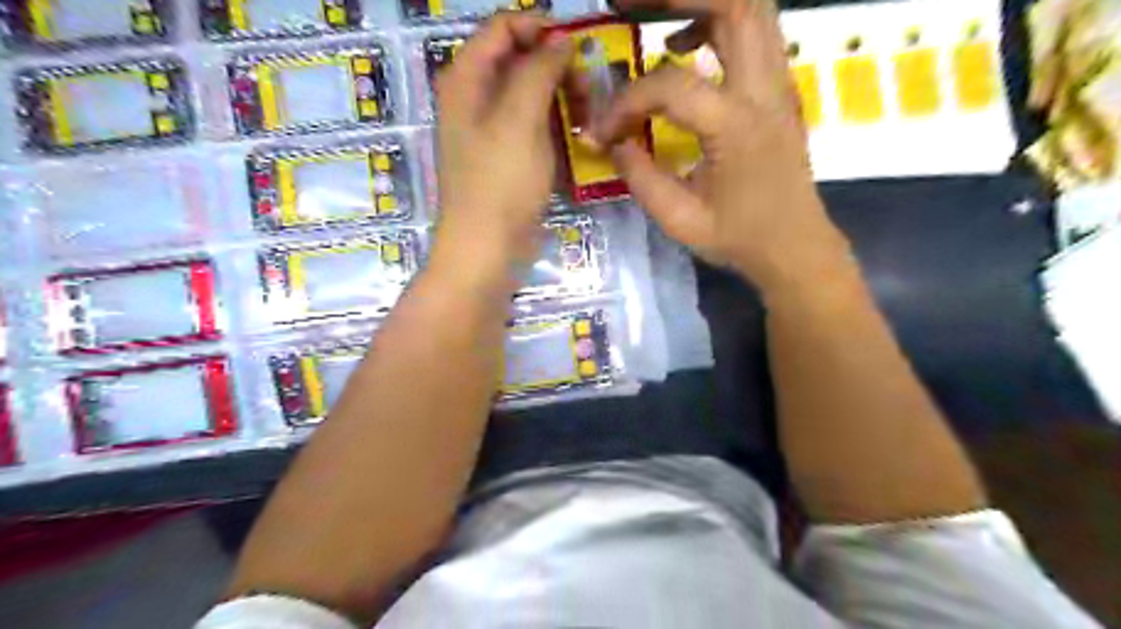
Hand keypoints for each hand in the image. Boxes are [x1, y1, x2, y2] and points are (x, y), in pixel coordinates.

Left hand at [429, 12, 570, 282]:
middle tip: (588, 90)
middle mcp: (474, 99)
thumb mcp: (519, 119)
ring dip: (561, 98)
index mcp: (466, 80)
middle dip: (556, 67)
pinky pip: (534, 127)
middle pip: (518, 60)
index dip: (540, 28)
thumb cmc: (500, 183)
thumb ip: (538, 70)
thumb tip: (560, 41)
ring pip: (530, 95)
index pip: (502, 28)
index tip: (579, 47)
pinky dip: (556, 125)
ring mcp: (491, 131)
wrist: (488, 250)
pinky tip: (577, 139)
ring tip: (587, 118)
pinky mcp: (507, 159)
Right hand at [594, 0, 850, 293]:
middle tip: (625, 4)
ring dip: (701, 2)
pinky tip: (685, 47)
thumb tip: (612, 141)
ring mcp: (779, 85)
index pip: (672, 86)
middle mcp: (765, 91)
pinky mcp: (779, 90)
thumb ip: (639, 176)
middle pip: (736, 4)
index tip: (604, 130)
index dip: (627, 102)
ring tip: (653, 16)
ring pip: (752, 8)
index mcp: (738, 128)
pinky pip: (754, 32)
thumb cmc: (740, 239)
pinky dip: (718, 22)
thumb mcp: (679, 219)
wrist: (796, 247)